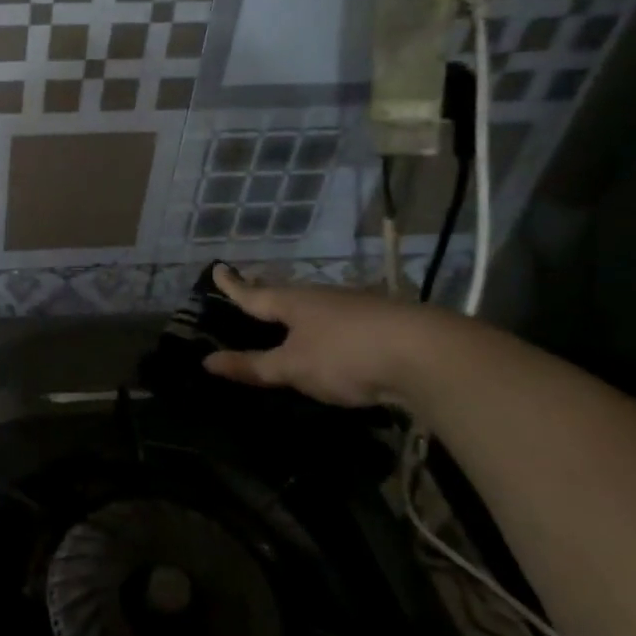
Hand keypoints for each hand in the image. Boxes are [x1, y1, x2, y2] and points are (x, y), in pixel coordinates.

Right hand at [202, 265, 436, 408]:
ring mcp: (356, 307)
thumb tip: (206, 361)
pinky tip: (334, 340)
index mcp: (294, 302)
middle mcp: (322, 297)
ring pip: (317, 307)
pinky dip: (328, 329)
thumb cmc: (346, 355)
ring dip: (300, 313)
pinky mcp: (383, 323)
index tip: (216, 269)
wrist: (428, 354)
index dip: (233, 286)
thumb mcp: (293, 367)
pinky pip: (342, 322)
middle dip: (267, 296)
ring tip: (289, 321)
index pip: (253, 293)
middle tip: (251, 295)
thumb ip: (253, 366)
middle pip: (286, 295)